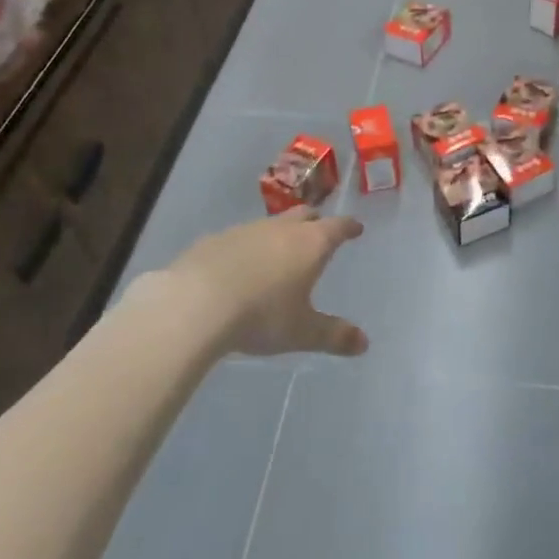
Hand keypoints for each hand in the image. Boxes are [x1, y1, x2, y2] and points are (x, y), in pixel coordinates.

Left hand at [153, 209, 367, 358]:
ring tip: (279, 252)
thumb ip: (334, 335)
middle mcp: (281, 229)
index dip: (349, 227)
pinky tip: (239, 266)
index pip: (337, 227)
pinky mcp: (214, 240)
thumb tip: (365, 343)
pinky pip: (239, 238)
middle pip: (305, 215)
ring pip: (271, 225)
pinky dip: (247, 248)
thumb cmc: (260, 315)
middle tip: (321, 231)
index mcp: (310, 244)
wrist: (194, 304)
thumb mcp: (301, 332)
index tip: (356, 228)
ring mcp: (245, 230)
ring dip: (279, 234)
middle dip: (316, 222)